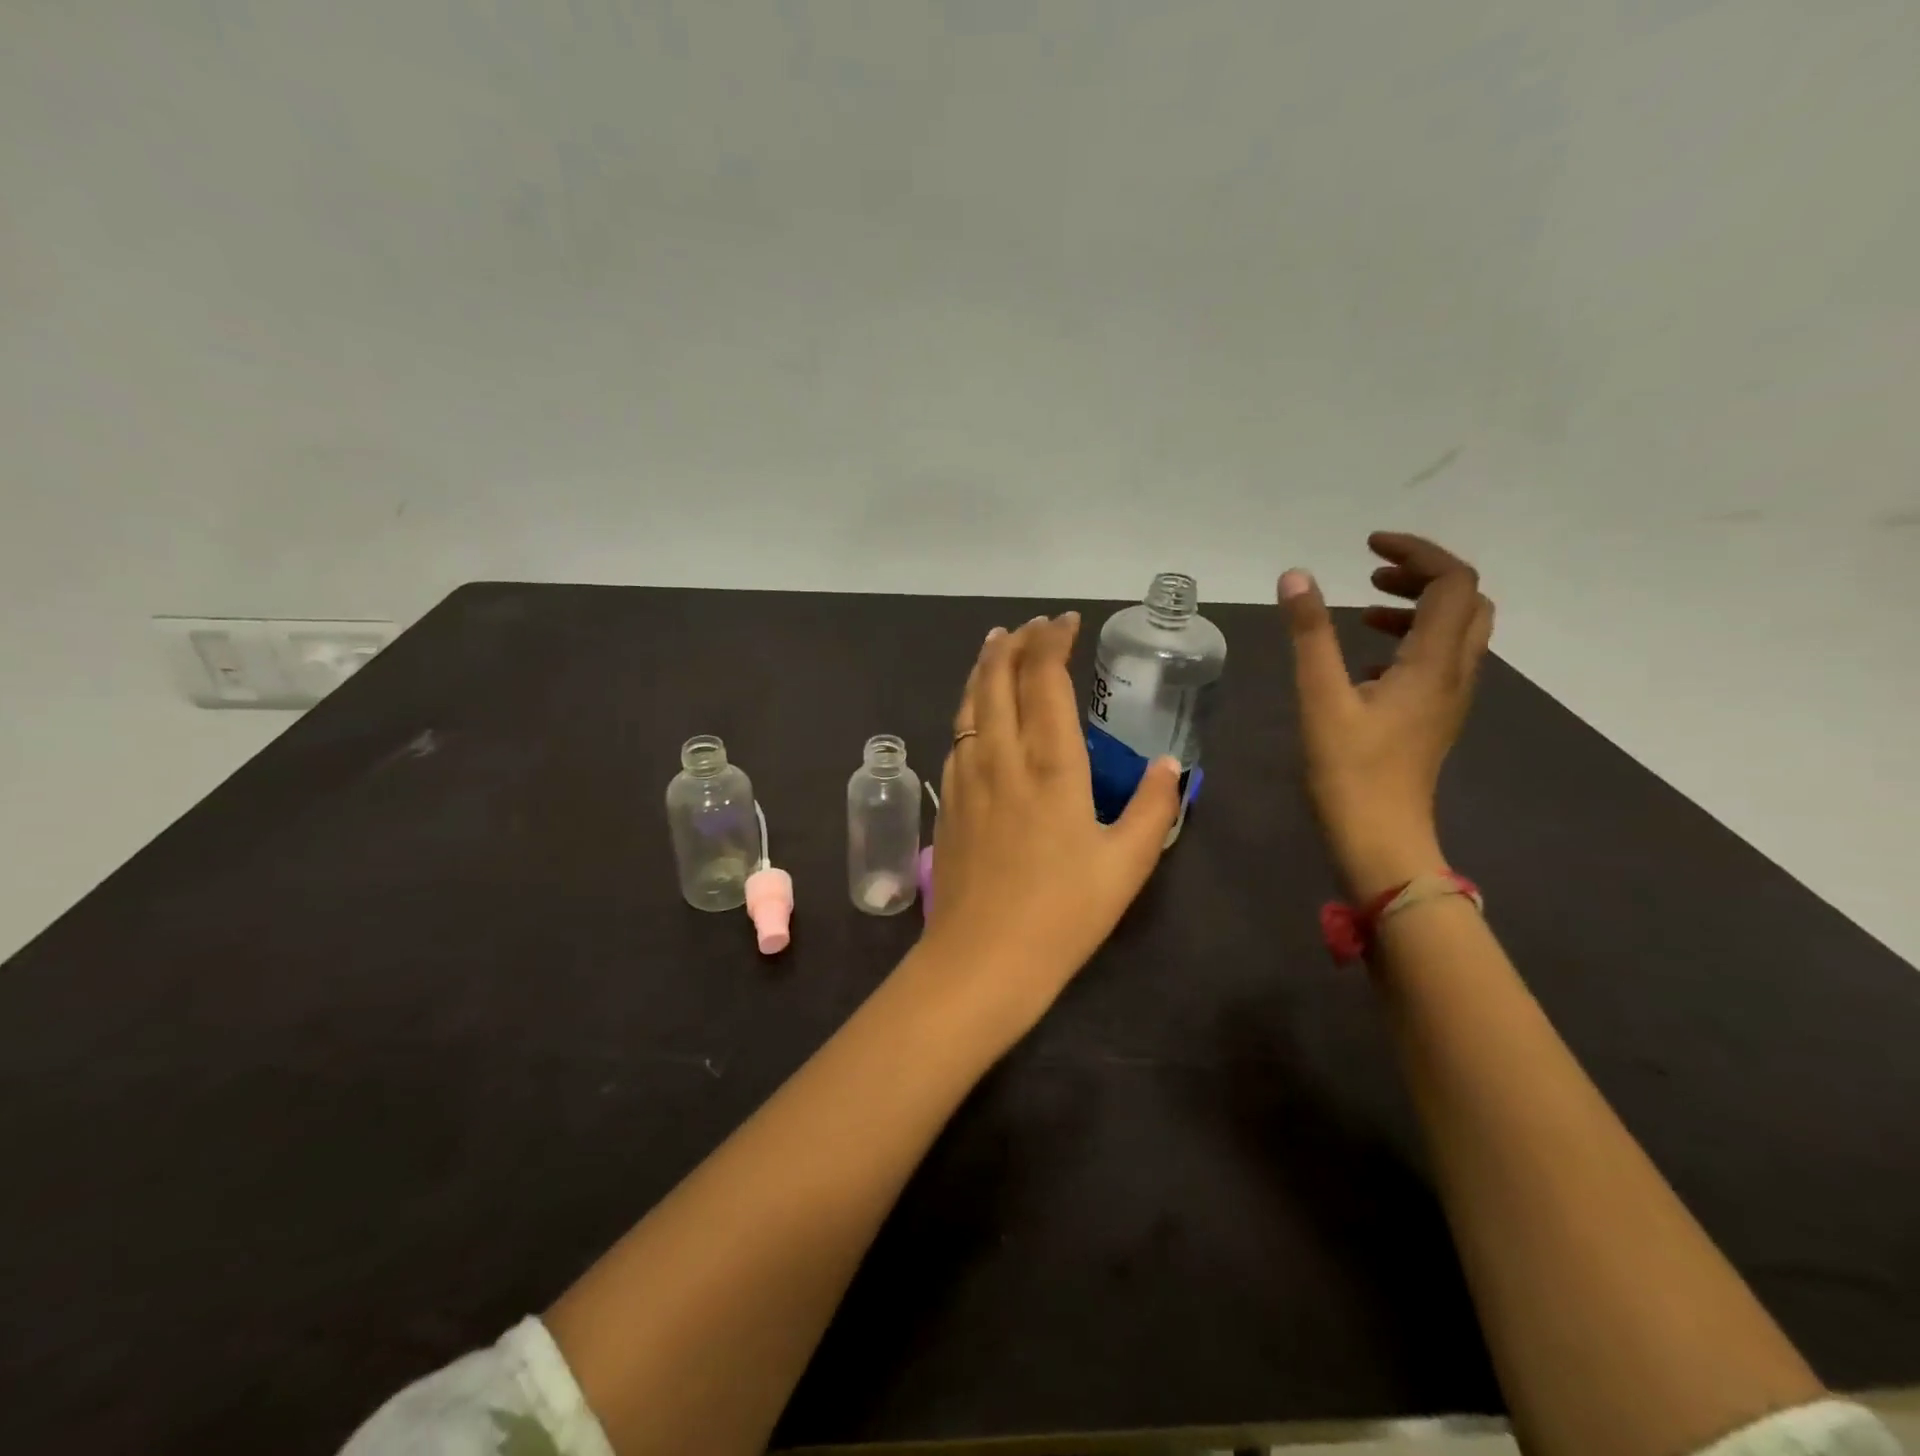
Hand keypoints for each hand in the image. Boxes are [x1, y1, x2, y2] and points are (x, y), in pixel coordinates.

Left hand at [922, 614, 1182, 1030]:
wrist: (981, 959)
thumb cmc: (1062, 914)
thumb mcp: (1126, 865)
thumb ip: (1152, 809)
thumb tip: (1168, 767)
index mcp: (1049, 765)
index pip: (1043, 679)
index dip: (1052, 642)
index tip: (1065, 622)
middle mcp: (1001, 757)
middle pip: (997, 679)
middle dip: (1013, 643)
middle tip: (1031, 626)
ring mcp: (965, 777)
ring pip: (969, 703)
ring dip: (984, 668)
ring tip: (995, 646)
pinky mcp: (946, 802)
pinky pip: (956, 736)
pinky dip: (969, 707)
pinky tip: (976, 714)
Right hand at [1279, 533, 1493, 898]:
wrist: (1381, 839)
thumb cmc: (1350, 771)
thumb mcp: (1321, 698)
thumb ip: (1310, 635)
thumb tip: (1296, 576)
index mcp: (1435, 661)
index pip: (1452, 582)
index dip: (1417, 552)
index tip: (1368, 547)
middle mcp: (1455, 673)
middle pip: (1465, 601)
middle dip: (1423, 576)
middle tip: (1371, 576)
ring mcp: (1449, 699)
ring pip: (1455, 632)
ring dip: (1416, 609)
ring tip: (1362, 613)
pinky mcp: (1433, 718)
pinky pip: (1437, 661)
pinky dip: (1409, 642)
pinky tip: (1365, 662)